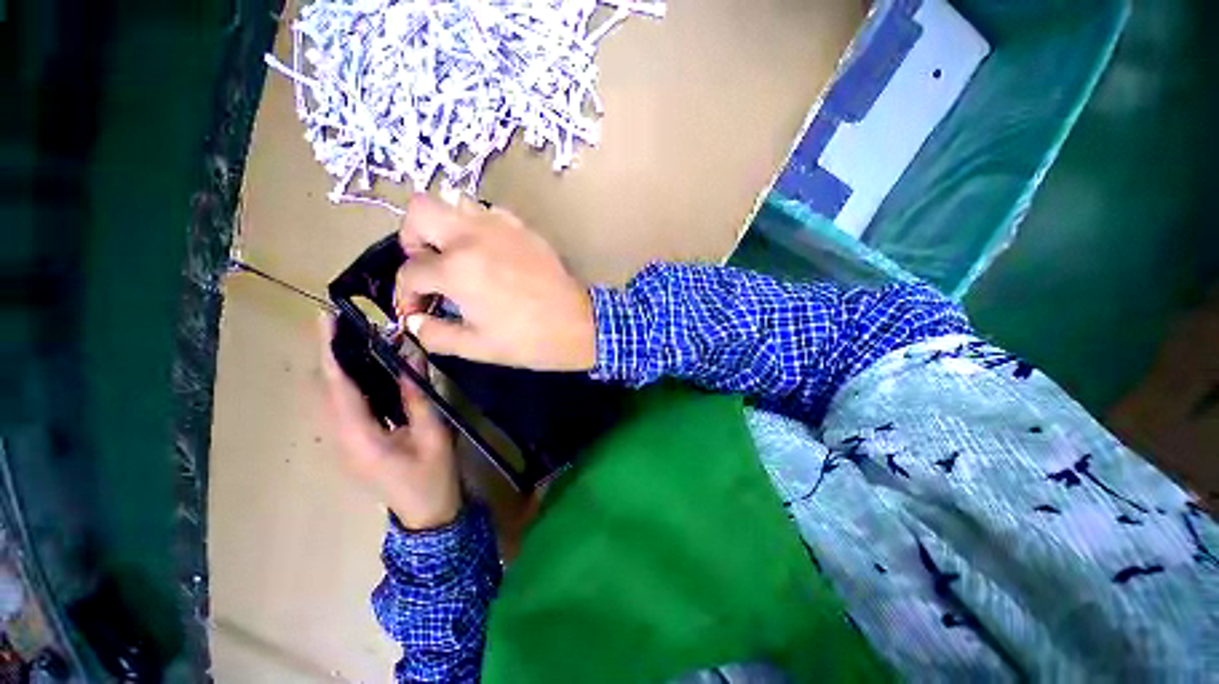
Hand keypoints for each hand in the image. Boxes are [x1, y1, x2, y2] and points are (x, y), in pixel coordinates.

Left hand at [318, 315, 460, 529]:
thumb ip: (418, 394)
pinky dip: (349, 382)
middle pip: (325, 389)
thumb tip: (411, 354)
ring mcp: (343, 442)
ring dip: (339, 366)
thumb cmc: (432, 475)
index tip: (327, 319)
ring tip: (358, 340)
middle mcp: (340, 437)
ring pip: (329, 397)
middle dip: (332, 353)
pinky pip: (342, 406)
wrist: (426, 513)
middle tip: (350, 325)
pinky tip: (368, 370)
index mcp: (359, 436)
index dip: (330, 351)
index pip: (337, 386)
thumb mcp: (432, 432)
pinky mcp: (352, 443)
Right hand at [393, 194, 596, 370]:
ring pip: (454, 203)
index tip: (415, 310)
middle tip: (427, 267)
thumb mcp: (477, 347)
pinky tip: (487, 253)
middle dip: (412, 239)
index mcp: (458, 269)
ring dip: (445, 228)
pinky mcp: (523, 227)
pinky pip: (488, 212)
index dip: (404, 294)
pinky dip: (477, 227)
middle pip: (419, 210)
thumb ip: (435, 334)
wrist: (579, 325)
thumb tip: (414, 320)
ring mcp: (501, 226)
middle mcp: (473, 236)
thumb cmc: (529, 340)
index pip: (410, 270)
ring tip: (456, 258)